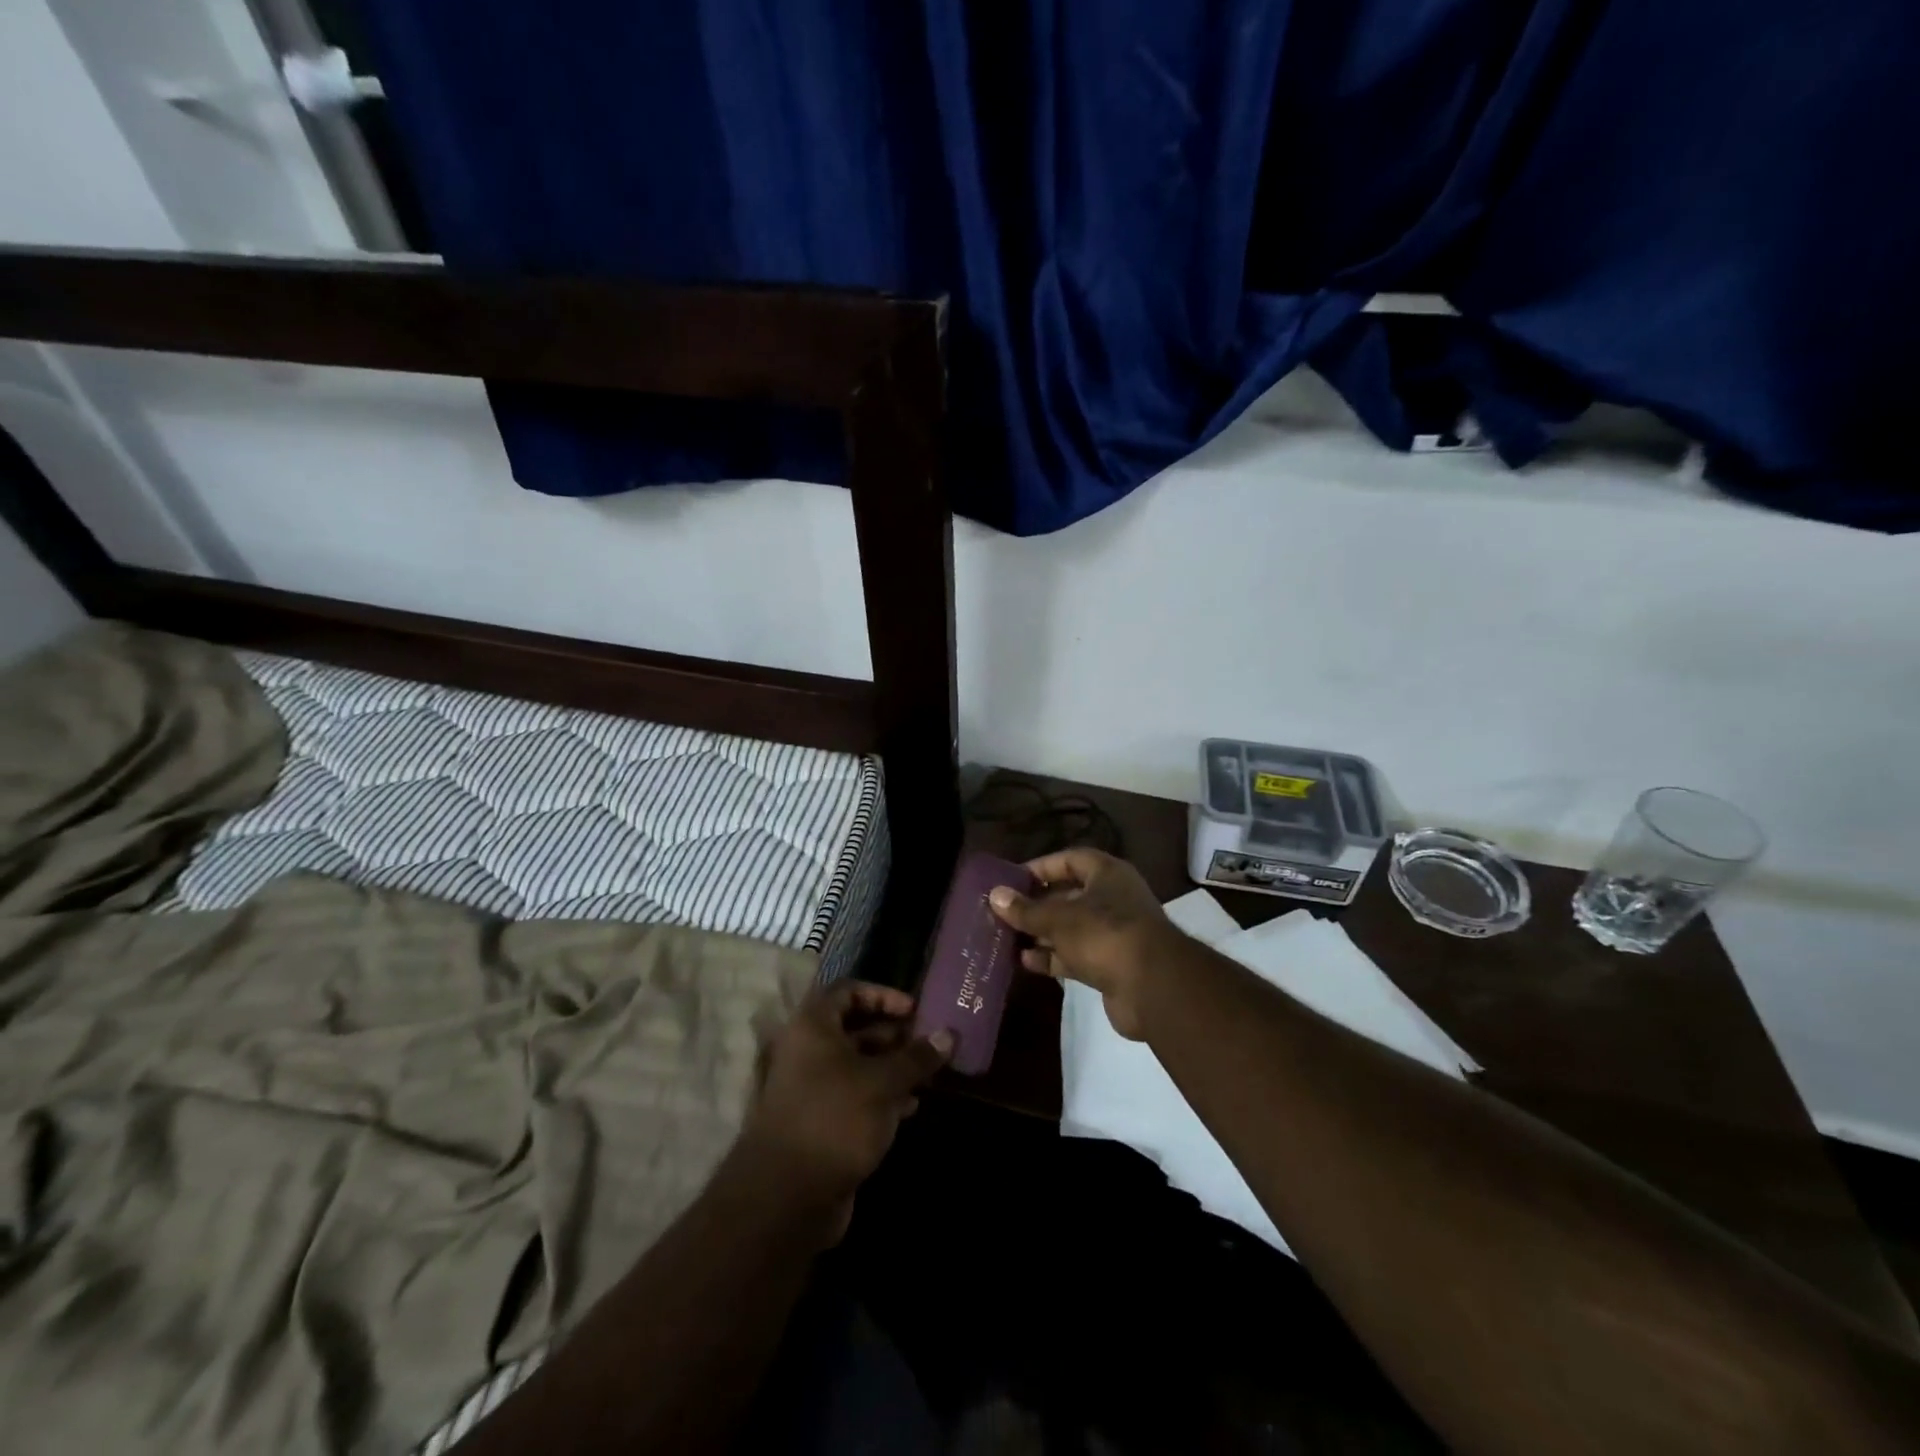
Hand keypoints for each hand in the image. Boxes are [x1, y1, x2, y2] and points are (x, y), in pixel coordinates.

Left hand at [733, 981, 952, 1239]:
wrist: (788, 1196)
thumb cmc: (835, 1118)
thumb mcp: (883, 1083)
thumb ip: (916, 1057)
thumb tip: (949, 1034)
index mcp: (813, 1026)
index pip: (848, 991)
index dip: (882, 995)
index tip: (914, 1010)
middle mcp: (808, 1050)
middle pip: (855, 1028)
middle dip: (894, 1034)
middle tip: (930, 1043)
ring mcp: (812, 1088)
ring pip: (858, 1064)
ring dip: (893, 1066)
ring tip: (929, 1074)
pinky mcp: (820, 1122)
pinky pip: (855, 1095)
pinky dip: (882, 1095)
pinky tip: (911, 1106)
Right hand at [988, 847, 1175, 1039]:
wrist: (1153, 987)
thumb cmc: (1104, 935)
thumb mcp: (1058, 918)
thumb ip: (1026, 909)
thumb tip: (995, 895)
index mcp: (1107, 874)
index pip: (1070, 859)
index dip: (1041, 867)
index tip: (1012, 879)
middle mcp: (1114, 898)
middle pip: (1069, 895)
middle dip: (1037, 904)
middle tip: (1005, 911)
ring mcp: (1115, 933)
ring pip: (1072, 927)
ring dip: (1043, 933)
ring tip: (1007, 938)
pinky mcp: (1112, 964)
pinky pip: (1077, 954)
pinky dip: (1054, 957)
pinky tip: (1026, 962)